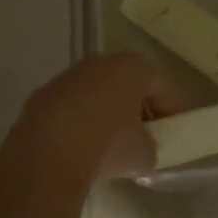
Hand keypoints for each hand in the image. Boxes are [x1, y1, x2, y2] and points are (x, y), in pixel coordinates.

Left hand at [9, 53, 182, 181]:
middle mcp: (100, 63)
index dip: (173, 109)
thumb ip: (151, 148)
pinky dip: (80, 124)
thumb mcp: (145, 154)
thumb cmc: (109, 144)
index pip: (162, 85)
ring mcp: (67, 77)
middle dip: (138, 109)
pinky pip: (71, 109)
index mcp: (132, 68)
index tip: (176, 130)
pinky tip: (82, 149)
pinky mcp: (41, 97)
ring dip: (107, 116)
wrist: (47, 153)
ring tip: (112, 146)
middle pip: (127, 85)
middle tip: (147, 137)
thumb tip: (143, 152)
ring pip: (96, 95)